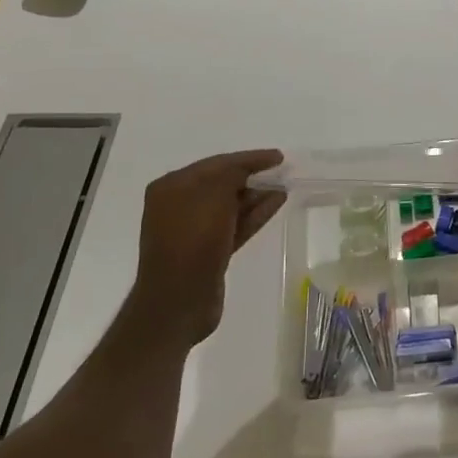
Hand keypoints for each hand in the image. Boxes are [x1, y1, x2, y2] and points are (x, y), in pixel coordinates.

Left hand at [122, 150, 286, 348]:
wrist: (178, 301)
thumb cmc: (192, 241)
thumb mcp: (213, 196)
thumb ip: (231, 174)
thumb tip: (247, 169)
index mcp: (172, 187)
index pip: (216, 163)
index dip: (248, 158)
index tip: (278, 156)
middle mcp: (179, 205)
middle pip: (222, 183)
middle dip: (252, 176)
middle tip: (281, 171)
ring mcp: (193, 231)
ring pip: (230, 206)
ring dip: (256, 195)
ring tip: (284, 187)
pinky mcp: (208, 252)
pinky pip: (234, 225)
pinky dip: (254, 214)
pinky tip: (276, 204)